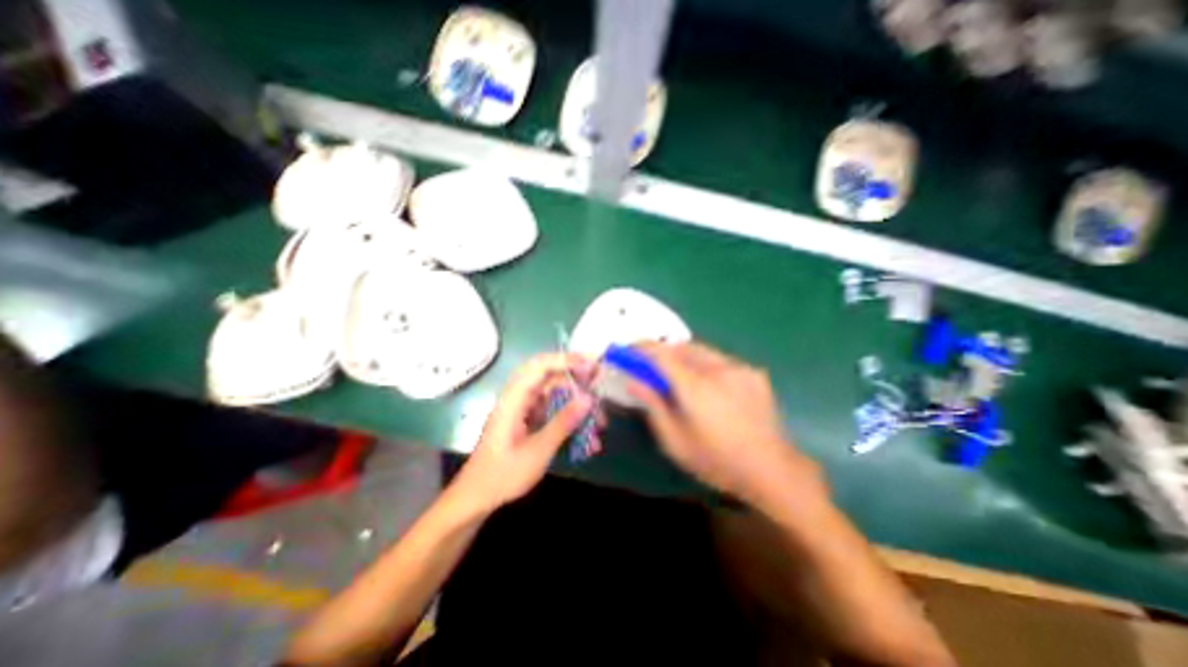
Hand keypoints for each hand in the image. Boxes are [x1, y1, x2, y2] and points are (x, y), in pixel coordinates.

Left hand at [450, 354, 594, 515]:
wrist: (477, 498)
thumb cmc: (502, 475)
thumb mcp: (537, 451)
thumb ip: (562, 423)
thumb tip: (588, 399)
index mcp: (514, 399)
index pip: (540, 366)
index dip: (566, 361)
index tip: (591, 367)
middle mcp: (519, 398)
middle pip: (550, 378)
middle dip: (577, 381)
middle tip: (600, 386)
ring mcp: (524, 410)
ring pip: (555, 396)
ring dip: (577, 406)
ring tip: (600, 422)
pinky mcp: (529, 422)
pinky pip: (553, 412)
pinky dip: (570, 421)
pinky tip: (587, 439)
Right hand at [626, 342, 827, 513]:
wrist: (772, 471)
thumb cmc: (716, 461)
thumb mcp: (675, 441)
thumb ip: (653, 405)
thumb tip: (633, 380)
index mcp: (697, 388)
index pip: (662, 355)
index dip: (641, 348)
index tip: (627, 350)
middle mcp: (719, 369)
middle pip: (682, 346)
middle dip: (661, 351)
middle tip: (649, 365)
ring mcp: (740, 368)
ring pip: (701, 350)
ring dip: (682, 356)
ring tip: (675, 374)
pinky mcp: (753, 372)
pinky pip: (719, 359)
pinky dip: (703, 364)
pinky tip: (705, 384)